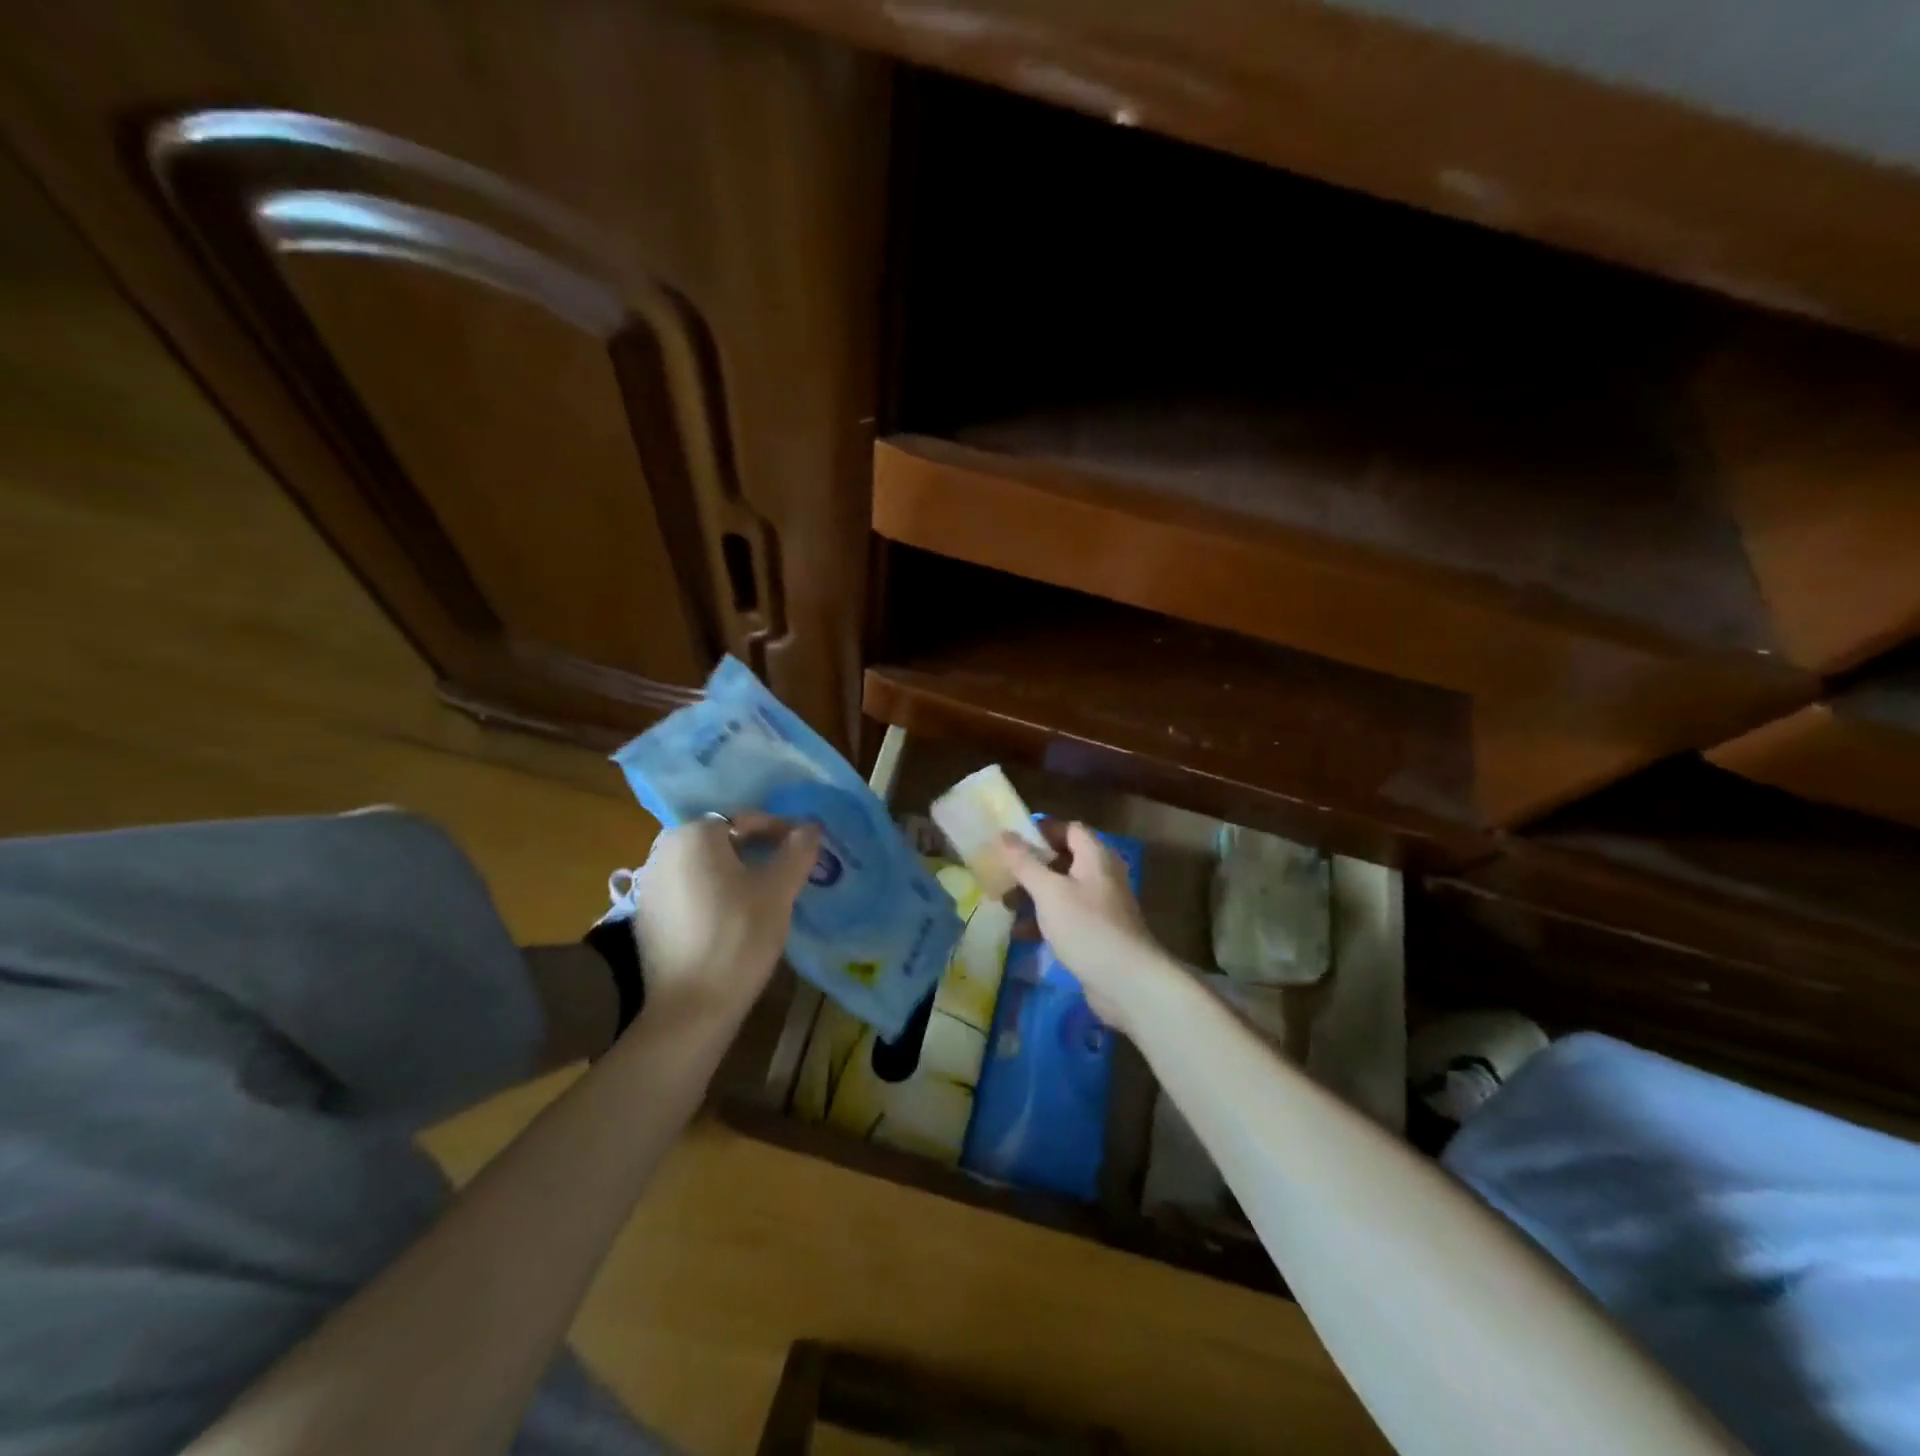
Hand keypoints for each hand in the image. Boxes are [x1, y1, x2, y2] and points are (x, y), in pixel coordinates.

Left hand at [628, 812, 820, 1031]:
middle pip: (722, 840)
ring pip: (704, 865)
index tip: (802, 852)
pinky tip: (732, 918)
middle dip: (756, 851)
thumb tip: (811, 826)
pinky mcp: (646, 915)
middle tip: (785, 873)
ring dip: (735, 872)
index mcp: (694, 835)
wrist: (690, 1007)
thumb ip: (797, 850)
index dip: (779, 831)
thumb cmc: (739, 937)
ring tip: (764, 895)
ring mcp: (650, 883)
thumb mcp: (778, 890)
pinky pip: (688, 889)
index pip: (745, 819)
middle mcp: (664, 849)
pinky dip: (713, 893)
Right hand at [996, 821, 1169, 1034]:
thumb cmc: (1086, 927)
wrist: (1127, 983)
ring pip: (1062, 890)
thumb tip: (1004, 834)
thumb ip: (1024, 862)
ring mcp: (1102, 906)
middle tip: (1002, 875)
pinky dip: (1045, 920)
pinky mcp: (1097, 933)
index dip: (1041, 831)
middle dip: (1031, 867)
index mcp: (1095, 856)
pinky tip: (1021, 934)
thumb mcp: (1049, 891)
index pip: (1069, 829)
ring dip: (1034, 896)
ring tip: (1005, 905)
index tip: (1012, 841)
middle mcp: (1102, 875)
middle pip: (1063, 860)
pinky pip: (1067, 917)